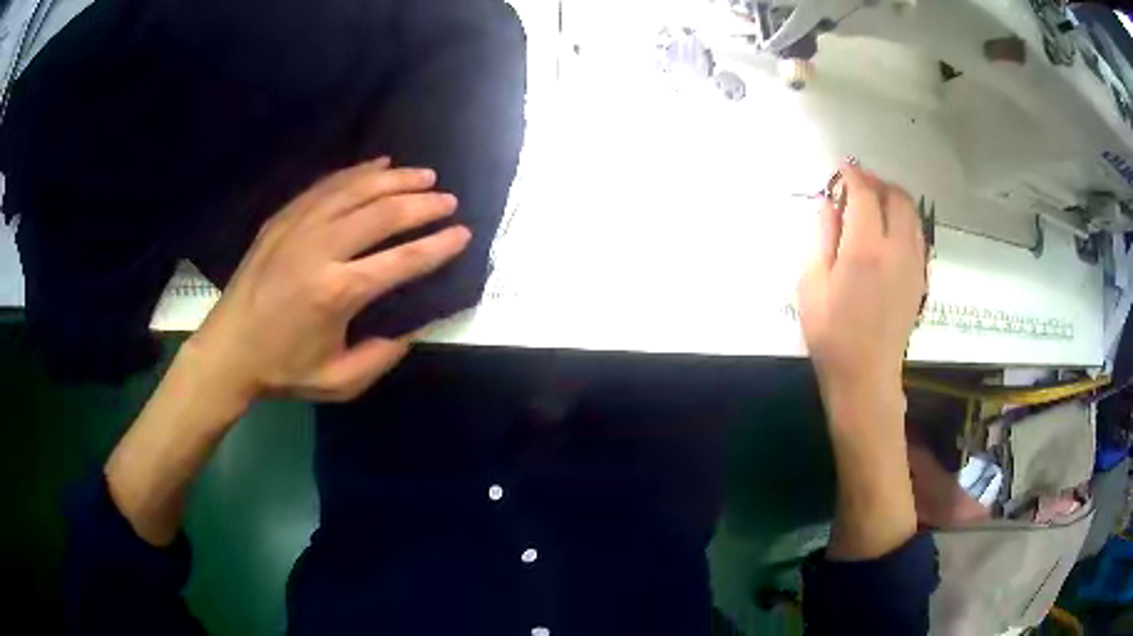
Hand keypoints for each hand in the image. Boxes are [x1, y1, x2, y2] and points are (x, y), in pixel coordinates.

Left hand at [187, 157, 470, 404]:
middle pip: (382, 214)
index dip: (438, 246)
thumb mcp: (339, 382)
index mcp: (337, 292)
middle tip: (449, 199)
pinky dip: (355, 172)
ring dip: (394, 179)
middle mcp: (320, 249)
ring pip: (355, 190)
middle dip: (423, 204)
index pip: (401, 260)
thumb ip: (383, 357)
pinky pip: (325, 186)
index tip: (463, 233)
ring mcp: (298, 228)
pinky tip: (377, 165)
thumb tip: (413, 326)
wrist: (228, 351)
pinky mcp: (282, 219)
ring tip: (423, 175)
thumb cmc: (283, 370)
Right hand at [798, 162, 925, 401]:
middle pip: (897, 196)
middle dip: (878, 182)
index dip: (852, 176)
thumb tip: (828, 203)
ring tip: (875, 205)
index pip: (864, 194)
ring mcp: (914, 263)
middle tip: (858, 186)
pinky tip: (889, 232)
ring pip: (912, 214)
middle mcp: (896, 248)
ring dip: (894, 199)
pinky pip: (918, 235)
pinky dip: (905, 221)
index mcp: (865, 248)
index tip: (841, 170)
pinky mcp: (921, 278)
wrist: (866, 376)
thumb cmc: (831, 334)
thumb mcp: (811, 283)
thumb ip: (821, 236)